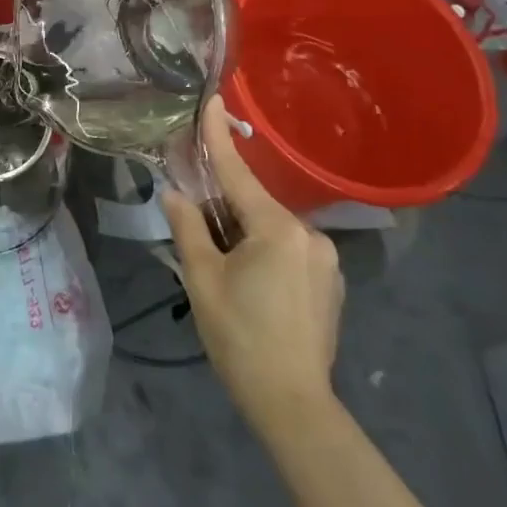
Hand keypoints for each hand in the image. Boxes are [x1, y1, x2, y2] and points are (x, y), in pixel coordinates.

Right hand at [162, 98, 344, 425]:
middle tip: (196, 225)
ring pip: (271, 229)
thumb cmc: (240, 337)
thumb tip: (175, 193)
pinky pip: (288, 249)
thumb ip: (188, 227)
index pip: (238, 173)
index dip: (220, 136)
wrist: (293, 405)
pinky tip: (250, 284)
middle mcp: (309, 234)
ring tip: (221, 266)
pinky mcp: (330, 282)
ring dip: (244, 233)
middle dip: (224, 207)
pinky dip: (264, 251)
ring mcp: (325, 259)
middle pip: (254, 204)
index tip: (213, 100)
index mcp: (277, 229)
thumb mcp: (201, 278)